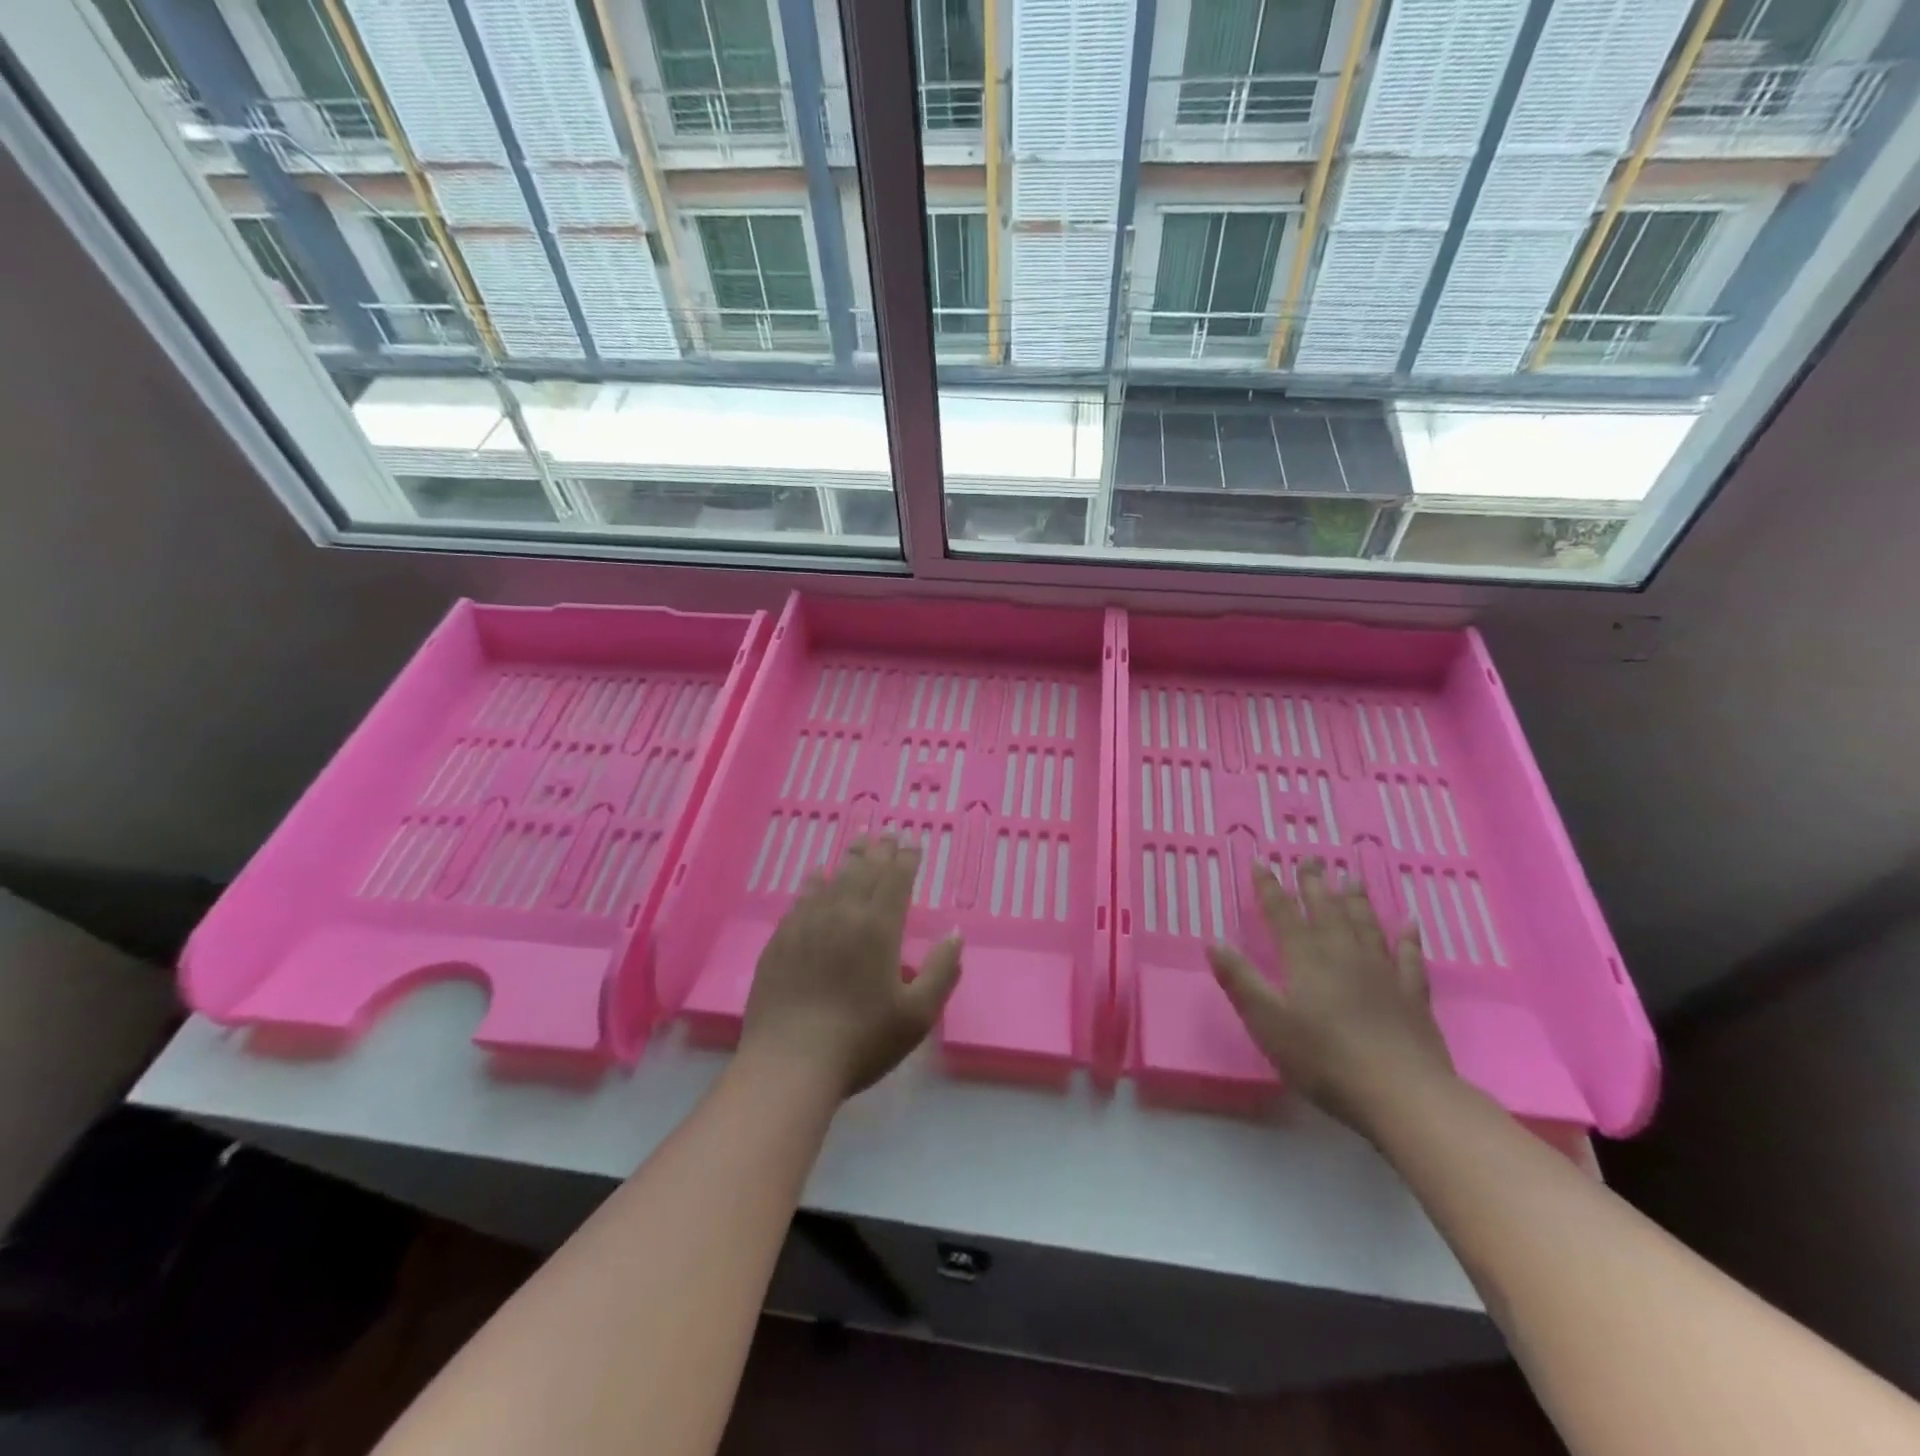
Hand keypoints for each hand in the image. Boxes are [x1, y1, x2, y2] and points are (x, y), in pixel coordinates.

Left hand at [738, 837, 963, 1099]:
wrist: (789, 1064)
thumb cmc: (862, 1040)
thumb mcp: (917, 1015)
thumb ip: (942, 971)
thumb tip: (955, 933)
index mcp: (879, 928)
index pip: (896, 880)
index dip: (906, 859)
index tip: (913, 843)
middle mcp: (843, 914)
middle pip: (864, 871)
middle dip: (880, 851)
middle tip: (888, 835)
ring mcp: (807, 924)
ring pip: (833, 879)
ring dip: (850, 859)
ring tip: (859, 843)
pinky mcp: (781, 940)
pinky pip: (802, 898)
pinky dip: (815, 881)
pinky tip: (817, 875)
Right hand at [1207, 858, 1455, 1136]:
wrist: (1402, 1093)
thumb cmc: (1323, 1058)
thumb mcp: (1267, 1021)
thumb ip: (1240, 980)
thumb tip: (1213, 942)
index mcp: (1305, 958)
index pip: (1281, 913)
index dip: (1269, 887)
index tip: (1261, 862)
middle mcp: (1343, 954)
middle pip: (1326, 910)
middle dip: (1314, 883)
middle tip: (1309, 858)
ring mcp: (1382, 972)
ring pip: (1366, 925)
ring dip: (1356, 900)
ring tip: (1351, 877)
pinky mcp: (1412, 996)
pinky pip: (1410, 957)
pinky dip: (1408, 938)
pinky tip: (1409, 924)